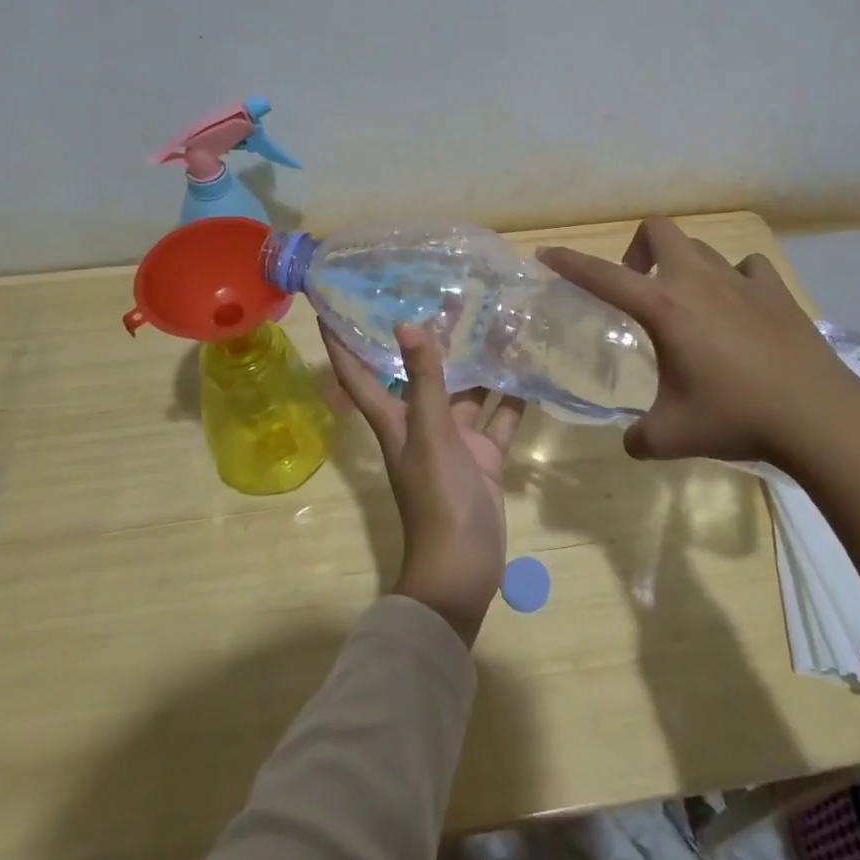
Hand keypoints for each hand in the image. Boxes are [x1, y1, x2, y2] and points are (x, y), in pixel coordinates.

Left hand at [322, 322, 523, 646]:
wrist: (463, 569)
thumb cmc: (437, 500)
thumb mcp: (430, 435)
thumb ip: (425, 382)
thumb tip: (407, 325)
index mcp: (394, 420)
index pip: (357, 373)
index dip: (341, 341)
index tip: (330, 303)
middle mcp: (421, 424)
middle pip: (420, 373)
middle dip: (430, 336)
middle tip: (447, 291)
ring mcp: (454, 441)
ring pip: (465, 391)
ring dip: (478, 361)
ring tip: (498, 316)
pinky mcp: (484, 456)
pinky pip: (498, 418)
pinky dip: (510, 395)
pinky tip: (528, 365)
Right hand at [545, 219, 859, 604]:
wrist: (817, 416)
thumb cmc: (735, 417)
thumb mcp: (671, 435)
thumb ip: (638, 437)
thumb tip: (631, 442)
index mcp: (664, 307)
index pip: (602, 276)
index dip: (570, 263)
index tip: (546, 254)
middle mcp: (697, 281)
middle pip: (658, 230)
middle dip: (637, 249)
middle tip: (638, 288)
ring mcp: (741, 281)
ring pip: (700, 247)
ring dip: (682, 265)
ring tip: (686, 304)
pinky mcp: (776, 292)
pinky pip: (746, 268)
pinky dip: (734, 280)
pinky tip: (738, 308)